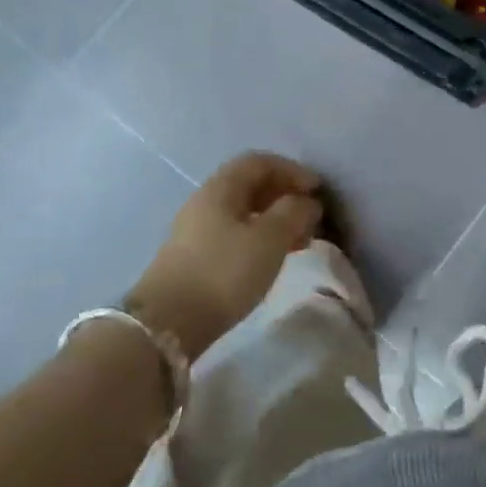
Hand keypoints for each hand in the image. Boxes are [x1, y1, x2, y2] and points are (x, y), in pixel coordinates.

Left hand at [127, 152, 323, 357]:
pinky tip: (272, 258)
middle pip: (250, 185)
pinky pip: (234, 234)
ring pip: (243, 212)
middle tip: (311, 217)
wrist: (167, 324)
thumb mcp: (269, 239)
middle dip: (285, 196)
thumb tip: (306, 202)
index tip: (317, 190)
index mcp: (221, 188)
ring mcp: (196, 230)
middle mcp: (205, 201)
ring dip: (274, 220)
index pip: (259, 162)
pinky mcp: (194, 257)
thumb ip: (293, 213)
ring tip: (299, 241)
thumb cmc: (224, 273)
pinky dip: (260, 238)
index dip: (292, 170)